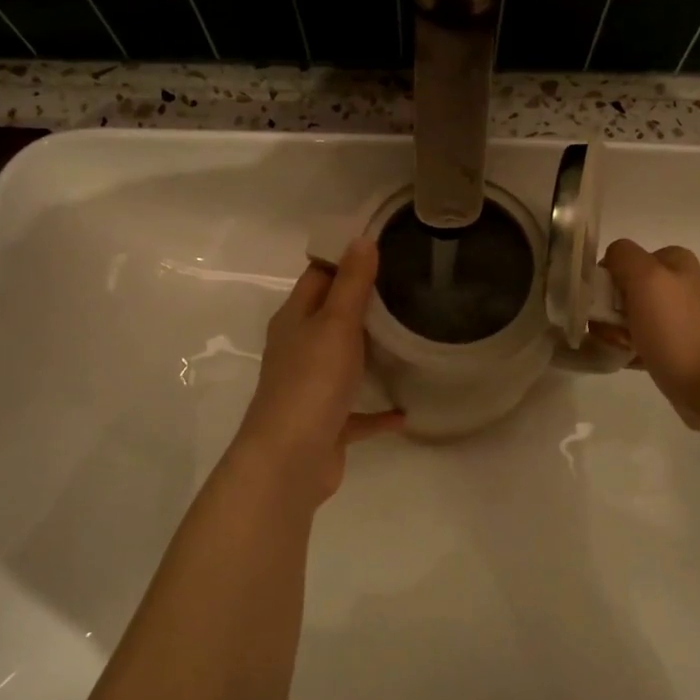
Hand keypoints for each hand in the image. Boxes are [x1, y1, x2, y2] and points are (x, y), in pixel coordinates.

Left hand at [232, 238, 401, 504]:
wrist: (290, 460)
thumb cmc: (312, 382)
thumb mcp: (335, 324)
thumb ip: (351, 284)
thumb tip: (361, 238)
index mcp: (295, 320)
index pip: (318, 276)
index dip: (343, 258)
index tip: (381, 245)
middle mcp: (299, 350)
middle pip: (330, 318)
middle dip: (363, 304)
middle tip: (407, 286)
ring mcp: (311, 389)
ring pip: (343, 363)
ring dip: (369, 354)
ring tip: (409, 339)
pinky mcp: (326, 424)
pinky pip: (356, 412)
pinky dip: (377, 410)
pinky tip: (406, 410)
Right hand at [600, 238, 699, 431]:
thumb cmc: (676, 329)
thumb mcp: (647, 278)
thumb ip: (622, 256)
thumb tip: (609, 261)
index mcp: (673, 261)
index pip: (619, 259)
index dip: (607, 281)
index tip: (610, 305)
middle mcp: (674, 283)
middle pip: (619, 289)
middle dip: (609, 311)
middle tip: (618, 331)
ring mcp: (673, 315)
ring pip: (622, 317)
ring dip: (614, 332)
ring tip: (625, 348)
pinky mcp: (670, 343)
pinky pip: (633, 339)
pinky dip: (625, 348)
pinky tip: (629, 360)